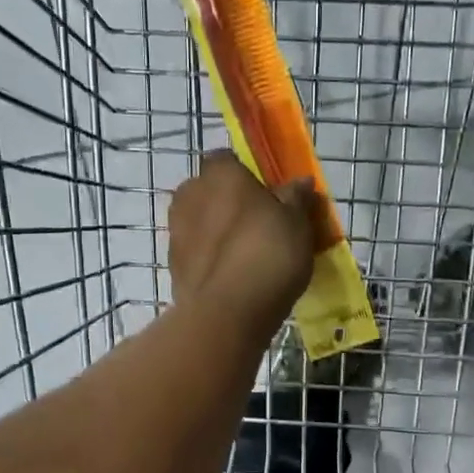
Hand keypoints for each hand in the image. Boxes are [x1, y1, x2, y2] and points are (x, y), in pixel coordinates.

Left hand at [168, 151, 316, 333]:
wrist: (227, 313)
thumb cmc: (267, 254)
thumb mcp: (297, 223)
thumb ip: (296, 198)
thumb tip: (300, 182)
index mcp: (220, 173)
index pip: (227, 159)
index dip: (246, 175)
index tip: (267, 195)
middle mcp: (190, 194)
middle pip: (210, 192)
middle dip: (229, 204)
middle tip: (260, 227)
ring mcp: (176, 232)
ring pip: (201, 224)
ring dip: (219, 234)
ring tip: (249, 258)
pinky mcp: (173, 267)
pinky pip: (197, 255)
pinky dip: (211, 261)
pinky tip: (235, 279)